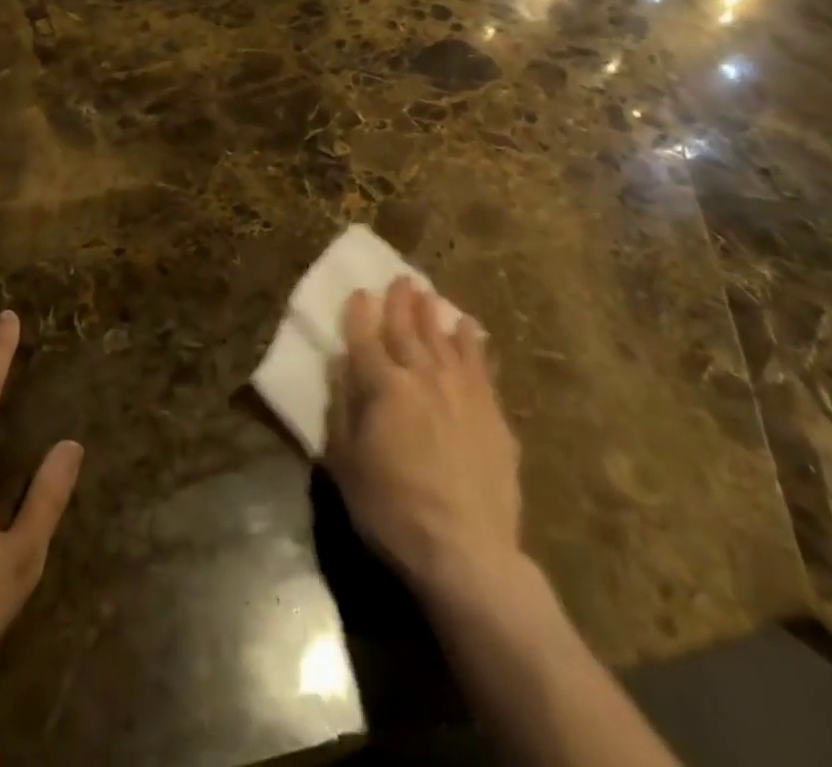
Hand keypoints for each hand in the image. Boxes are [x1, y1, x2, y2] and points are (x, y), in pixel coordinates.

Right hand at [325, 278, 528, 606]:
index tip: (359, 293)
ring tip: (428, 293)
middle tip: (399, 278)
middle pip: (407, 330)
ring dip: (433, 313)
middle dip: (400, 302)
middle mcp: (421, 376)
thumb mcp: (346, 464)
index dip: (359, 314)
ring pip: (443, 338)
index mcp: (383, 387)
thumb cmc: (392, 511)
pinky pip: (479, 363)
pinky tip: (468, 327)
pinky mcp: (491, 411)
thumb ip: (342, 407)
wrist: (466, 551)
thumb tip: (341, 363)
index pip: (365, 338)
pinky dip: (471, 341)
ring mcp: (460, 390)